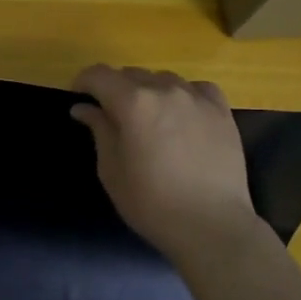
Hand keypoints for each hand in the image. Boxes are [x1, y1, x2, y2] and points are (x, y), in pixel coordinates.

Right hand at [71, 66, 258, 255]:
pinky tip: (182, 114)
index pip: (99, 75)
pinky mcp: (222, 111)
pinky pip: (197, 88)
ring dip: (149, 91)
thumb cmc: (151, 203)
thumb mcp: (112, 170)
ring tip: (149, 118)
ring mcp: (197, 98)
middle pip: (131, 74)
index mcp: (133, 102)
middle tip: (112, 115)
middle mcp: (165, 89)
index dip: (83, 82)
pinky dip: (183, 94)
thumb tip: (84, 108)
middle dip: (115, 88)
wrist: (211, 225)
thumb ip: (99, 130)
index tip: (79, 98)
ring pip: (164, 79)